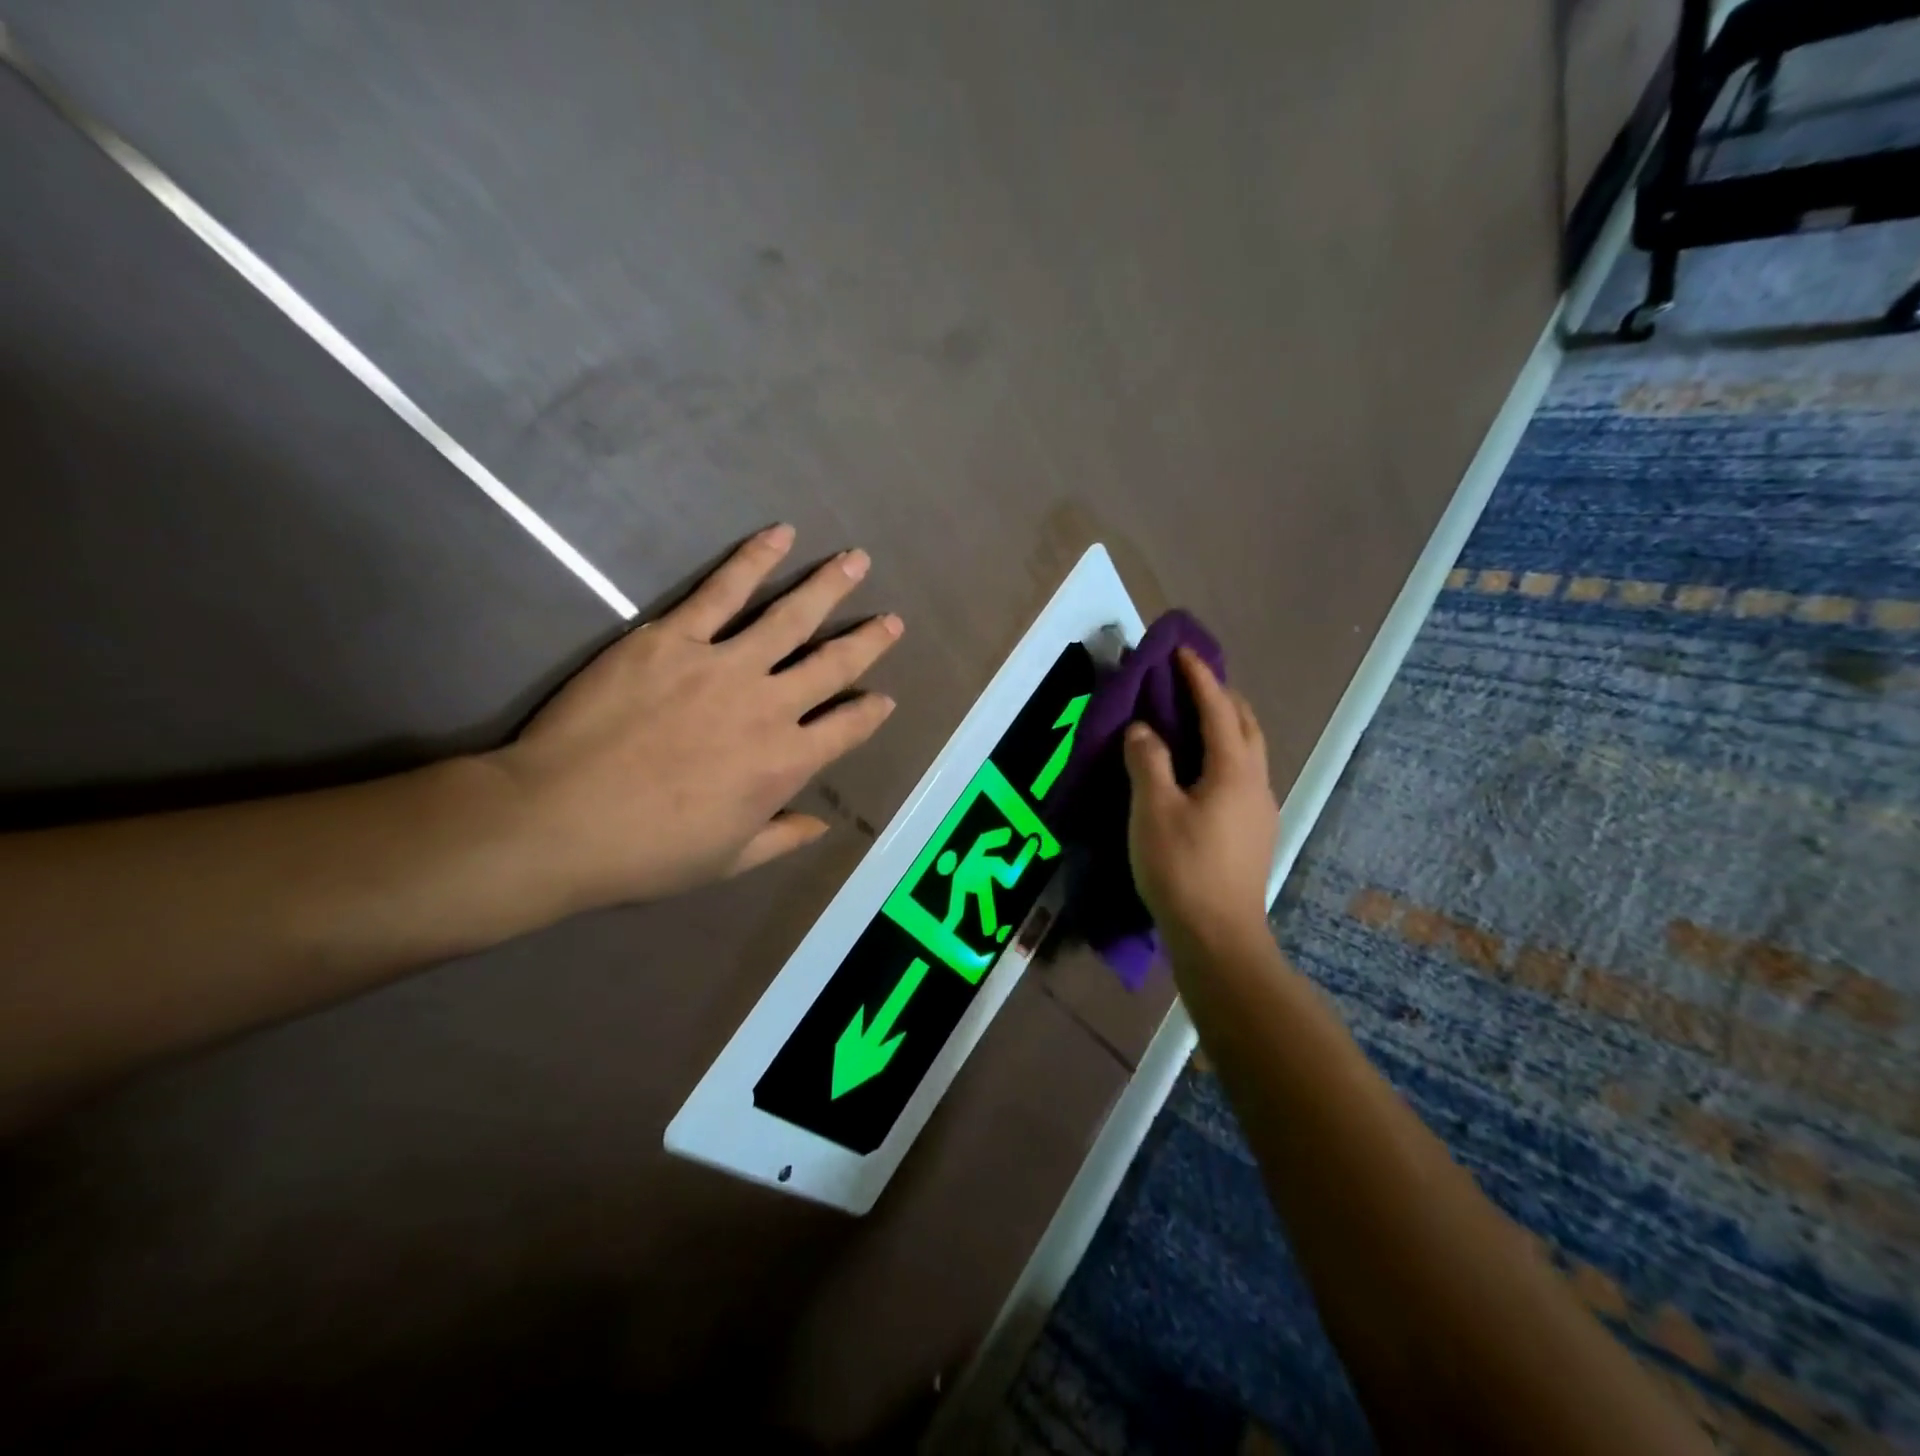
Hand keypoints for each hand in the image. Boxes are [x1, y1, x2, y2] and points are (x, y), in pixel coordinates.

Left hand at [488, 524, 901, 911]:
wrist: (560, 820)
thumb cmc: (648, 851)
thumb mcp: (728, 860)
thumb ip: (782, 839)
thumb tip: (822, 825)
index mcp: (785, 763)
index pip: (846, 729)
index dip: (870, 712)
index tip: (885, 698)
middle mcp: (769, 707)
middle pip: (831, 664)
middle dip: (868, 641)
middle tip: (892, 620)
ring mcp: (724, 665)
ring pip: (790, 617)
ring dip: (828, 587)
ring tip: (856, 561)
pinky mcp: (674, 638)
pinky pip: (723, 590)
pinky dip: (755, 560)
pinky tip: (780, 535)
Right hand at [1123, 647, 1278, 954]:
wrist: (1219, 938)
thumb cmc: (1181, 868)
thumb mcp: (1152, 809)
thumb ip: (1147, 761)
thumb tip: (1143, 729)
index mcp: (1234, 770)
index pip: (1218, 708)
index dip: (1199, 677)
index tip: (1181, 651)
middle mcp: (1256, 783)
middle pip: (1245, 725)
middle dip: (1222, 696)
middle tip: (1191, 682)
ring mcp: (1260, 811)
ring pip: (1248, 752)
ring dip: (1226, 726)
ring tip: (1194, 721)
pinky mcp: (1253, 834)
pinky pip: (1241, 776)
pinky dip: (1223, 756)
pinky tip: (1201, 773)